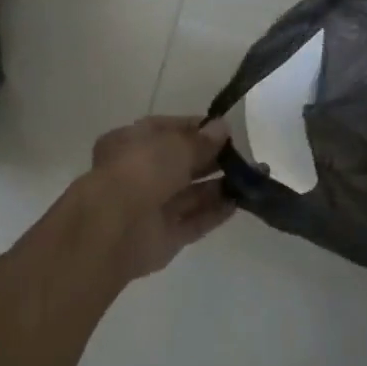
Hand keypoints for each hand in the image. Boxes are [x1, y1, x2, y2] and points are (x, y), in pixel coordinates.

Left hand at [80, 116, 235, 281]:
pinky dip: (215, 212)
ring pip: (189, 194)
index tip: (225, 130)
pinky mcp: (164, 237)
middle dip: (211, 159)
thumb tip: (222, 128)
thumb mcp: (174, 145)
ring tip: (252, 178)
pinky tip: (239, 202)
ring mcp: (151, 207)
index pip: (166, 130)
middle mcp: (138, 174)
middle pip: (180, 164)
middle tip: (244, 156)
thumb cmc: (140, 171)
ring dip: (219, 186)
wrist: (114, 228)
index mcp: (130, 143)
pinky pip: (194, 221)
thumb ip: (201, 140)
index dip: (195, 129)